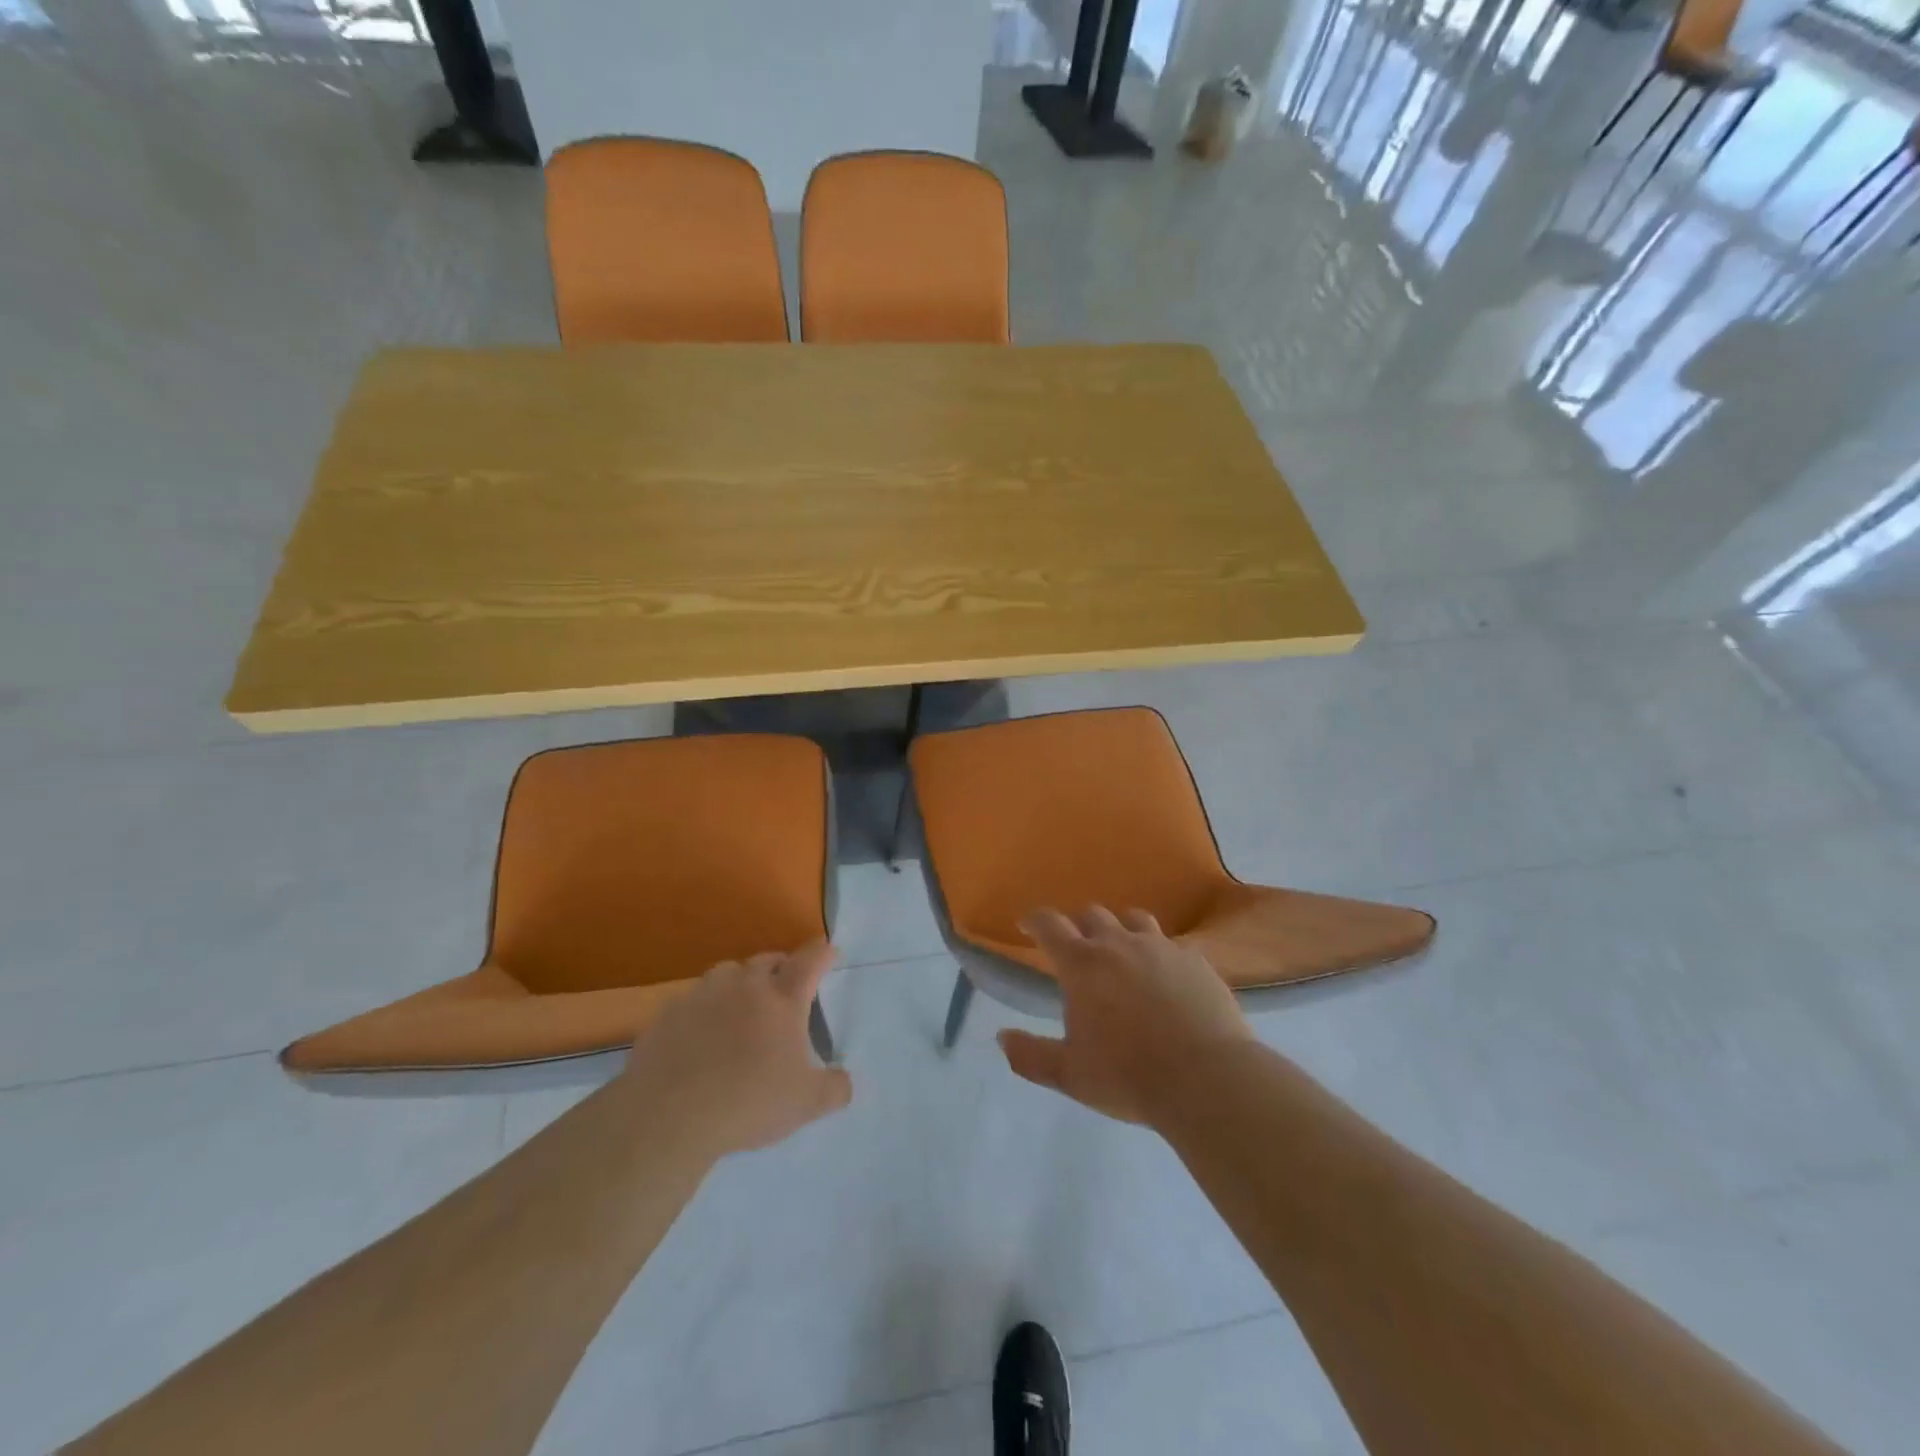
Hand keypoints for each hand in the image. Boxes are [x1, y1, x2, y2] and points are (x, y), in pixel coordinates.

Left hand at [619, 942, 850, 1157]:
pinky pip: (693, 1000)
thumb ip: (835, 1090)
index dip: (823, 954)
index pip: (810, 961)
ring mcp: (704, 995)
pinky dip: (704, 1008)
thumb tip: (844, 1082)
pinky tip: (701, 1034)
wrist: (669, 1114)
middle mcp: (745, 985)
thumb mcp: (807, 1104)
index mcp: (783, 999)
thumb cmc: (749, 1102)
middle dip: (781, 966)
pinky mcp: (669, 1013)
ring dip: (740, 981)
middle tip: (785, 985)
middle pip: (767, 960)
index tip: (829, 952)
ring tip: (741, 1004)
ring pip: (727, 972)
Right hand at [999, 907, 1252, 1125]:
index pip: (1049, 925)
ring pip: (1135, 920)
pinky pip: (1172, 944)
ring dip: (1121, 930)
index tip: (1026, 925)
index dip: (1034, 920)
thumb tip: (1002, 1037)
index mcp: (1082, 964)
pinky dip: (1160, 953)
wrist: (1207, 1079)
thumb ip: (1030, 1056)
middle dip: (1079, 926)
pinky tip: (1165, 977)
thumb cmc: (1128, 1076)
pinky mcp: (1196, 961)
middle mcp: (1119, 944)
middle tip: (1077, 949)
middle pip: (1093, 915)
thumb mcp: (1070, 1075)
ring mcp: (1162, 947)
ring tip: (1122, 952)